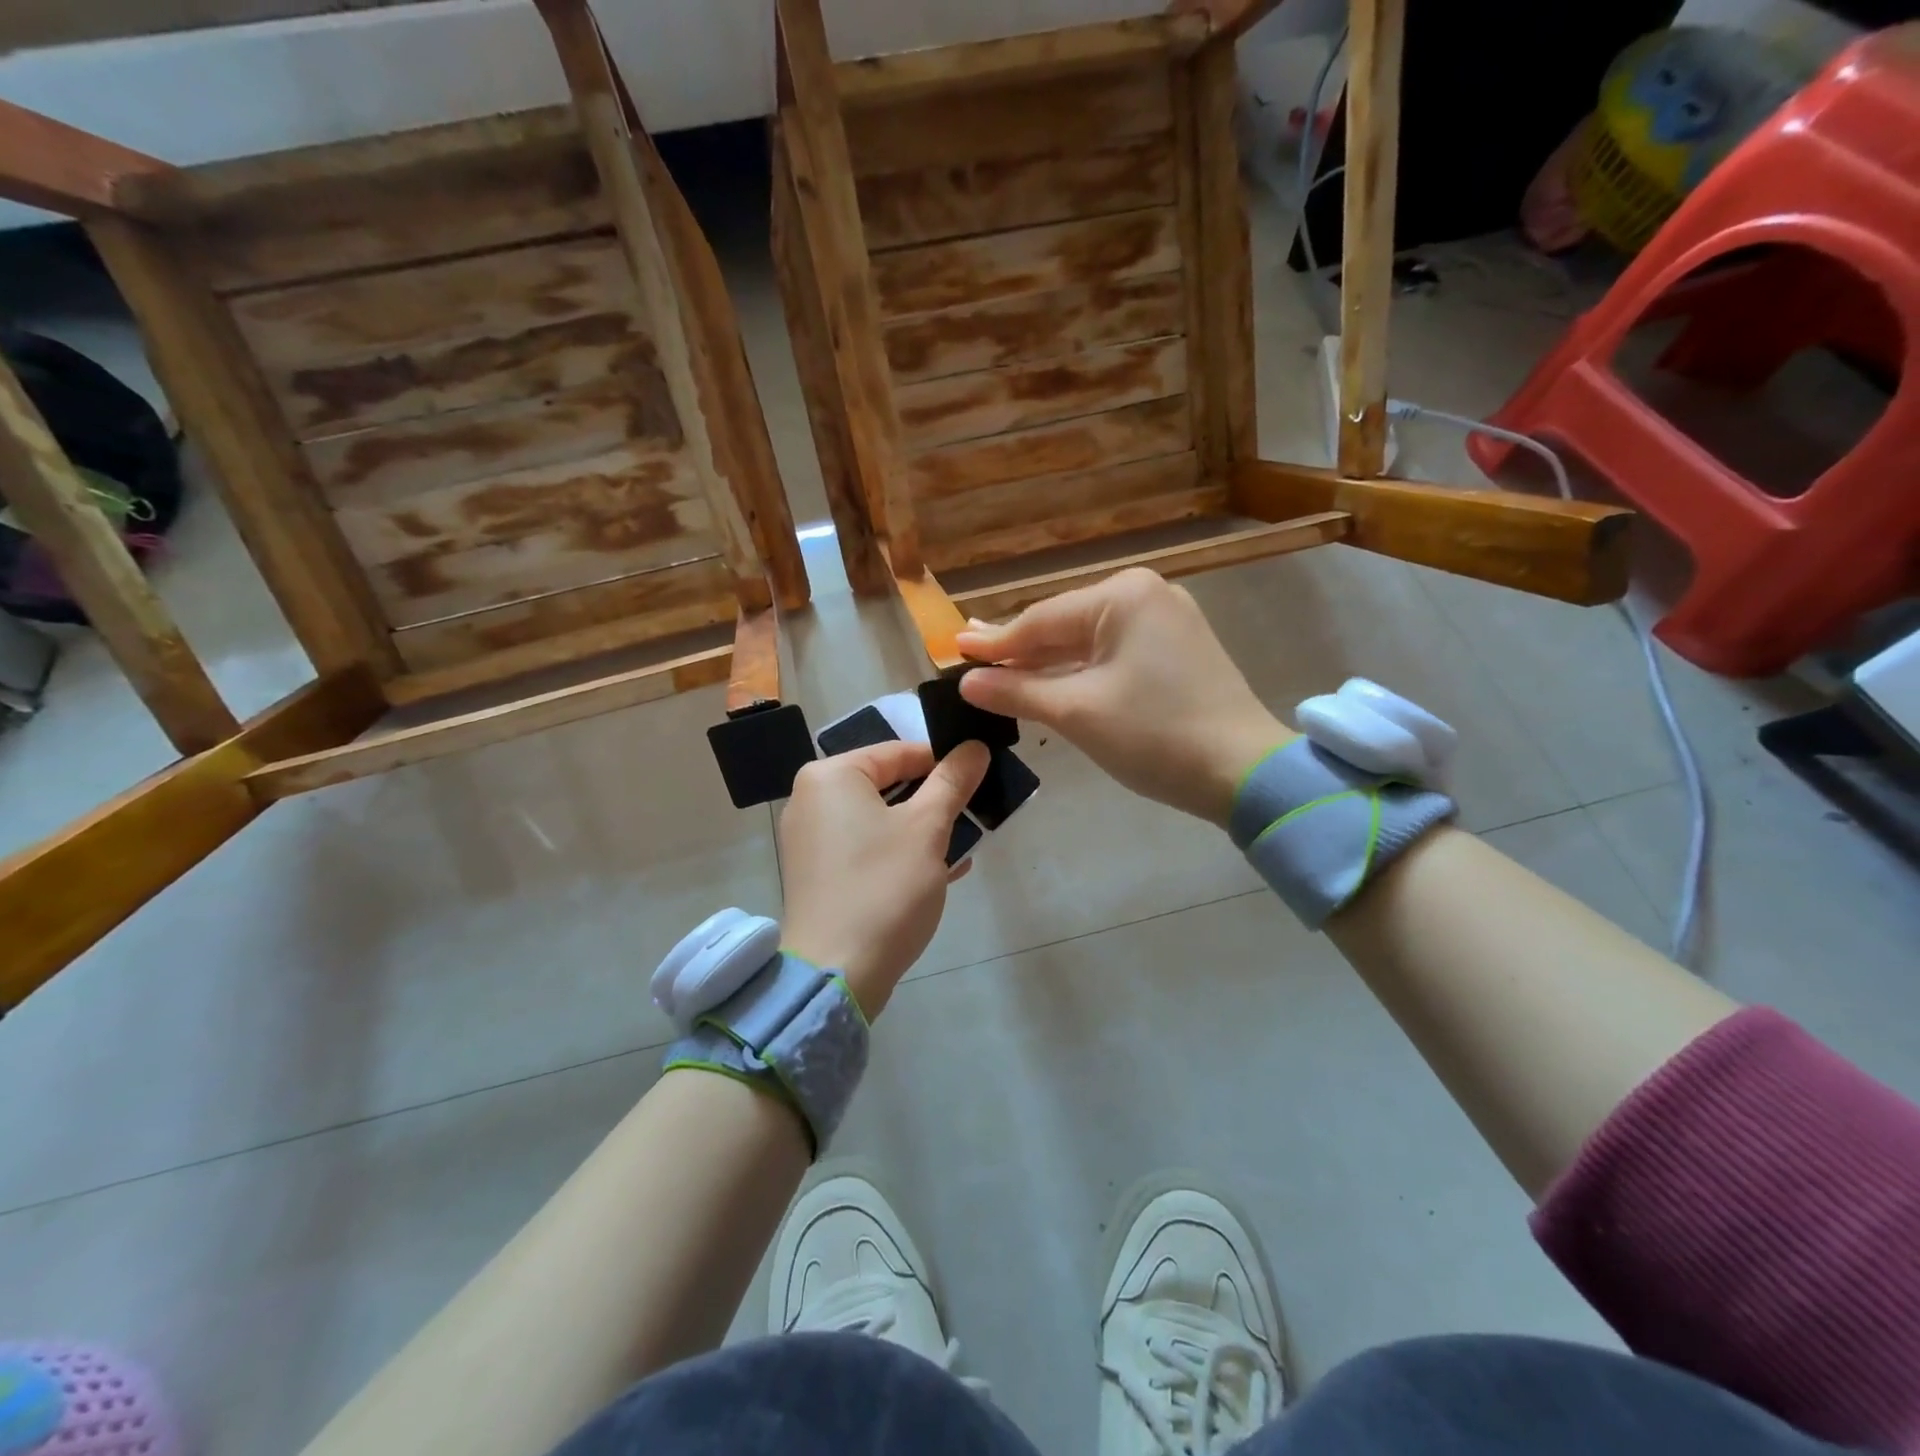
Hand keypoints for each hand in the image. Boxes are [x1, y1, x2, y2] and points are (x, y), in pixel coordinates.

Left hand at [779, 739, 989, 1017]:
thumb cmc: (884, 887)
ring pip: (880, 818)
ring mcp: (811, 840)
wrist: (837, 973)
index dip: (944, 761)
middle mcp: (811, 799)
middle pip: (887, 784)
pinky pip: (867, 847)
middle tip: (975, 810)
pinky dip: (900, 851)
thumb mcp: (927, 828)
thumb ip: (952, 782)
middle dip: (934, 799)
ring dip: (923, 828)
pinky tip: (942, 869)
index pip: (898, 752)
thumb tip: (975, 747)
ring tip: (966, 842)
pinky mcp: (818, 874)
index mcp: (831, 776)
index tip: (981, 775)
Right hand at [956, 569, 1291, 826]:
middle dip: (1020, 650)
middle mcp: (1145, 595)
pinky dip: (1080, 672)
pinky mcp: (1177, 651)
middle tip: (970, 656)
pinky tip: (1051, 681)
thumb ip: (1017, 691)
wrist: (1244, 773)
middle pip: (1064, 626)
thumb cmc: (1155, 735)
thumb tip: (966, 682)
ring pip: (1088, 642)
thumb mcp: (1076, 713)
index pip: (1041, 621)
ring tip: (1000, 670)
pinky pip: (1113, 655)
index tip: (953, 649)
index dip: (995, 643)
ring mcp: (1166, 621)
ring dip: (1047, 663)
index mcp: (1122, 596)